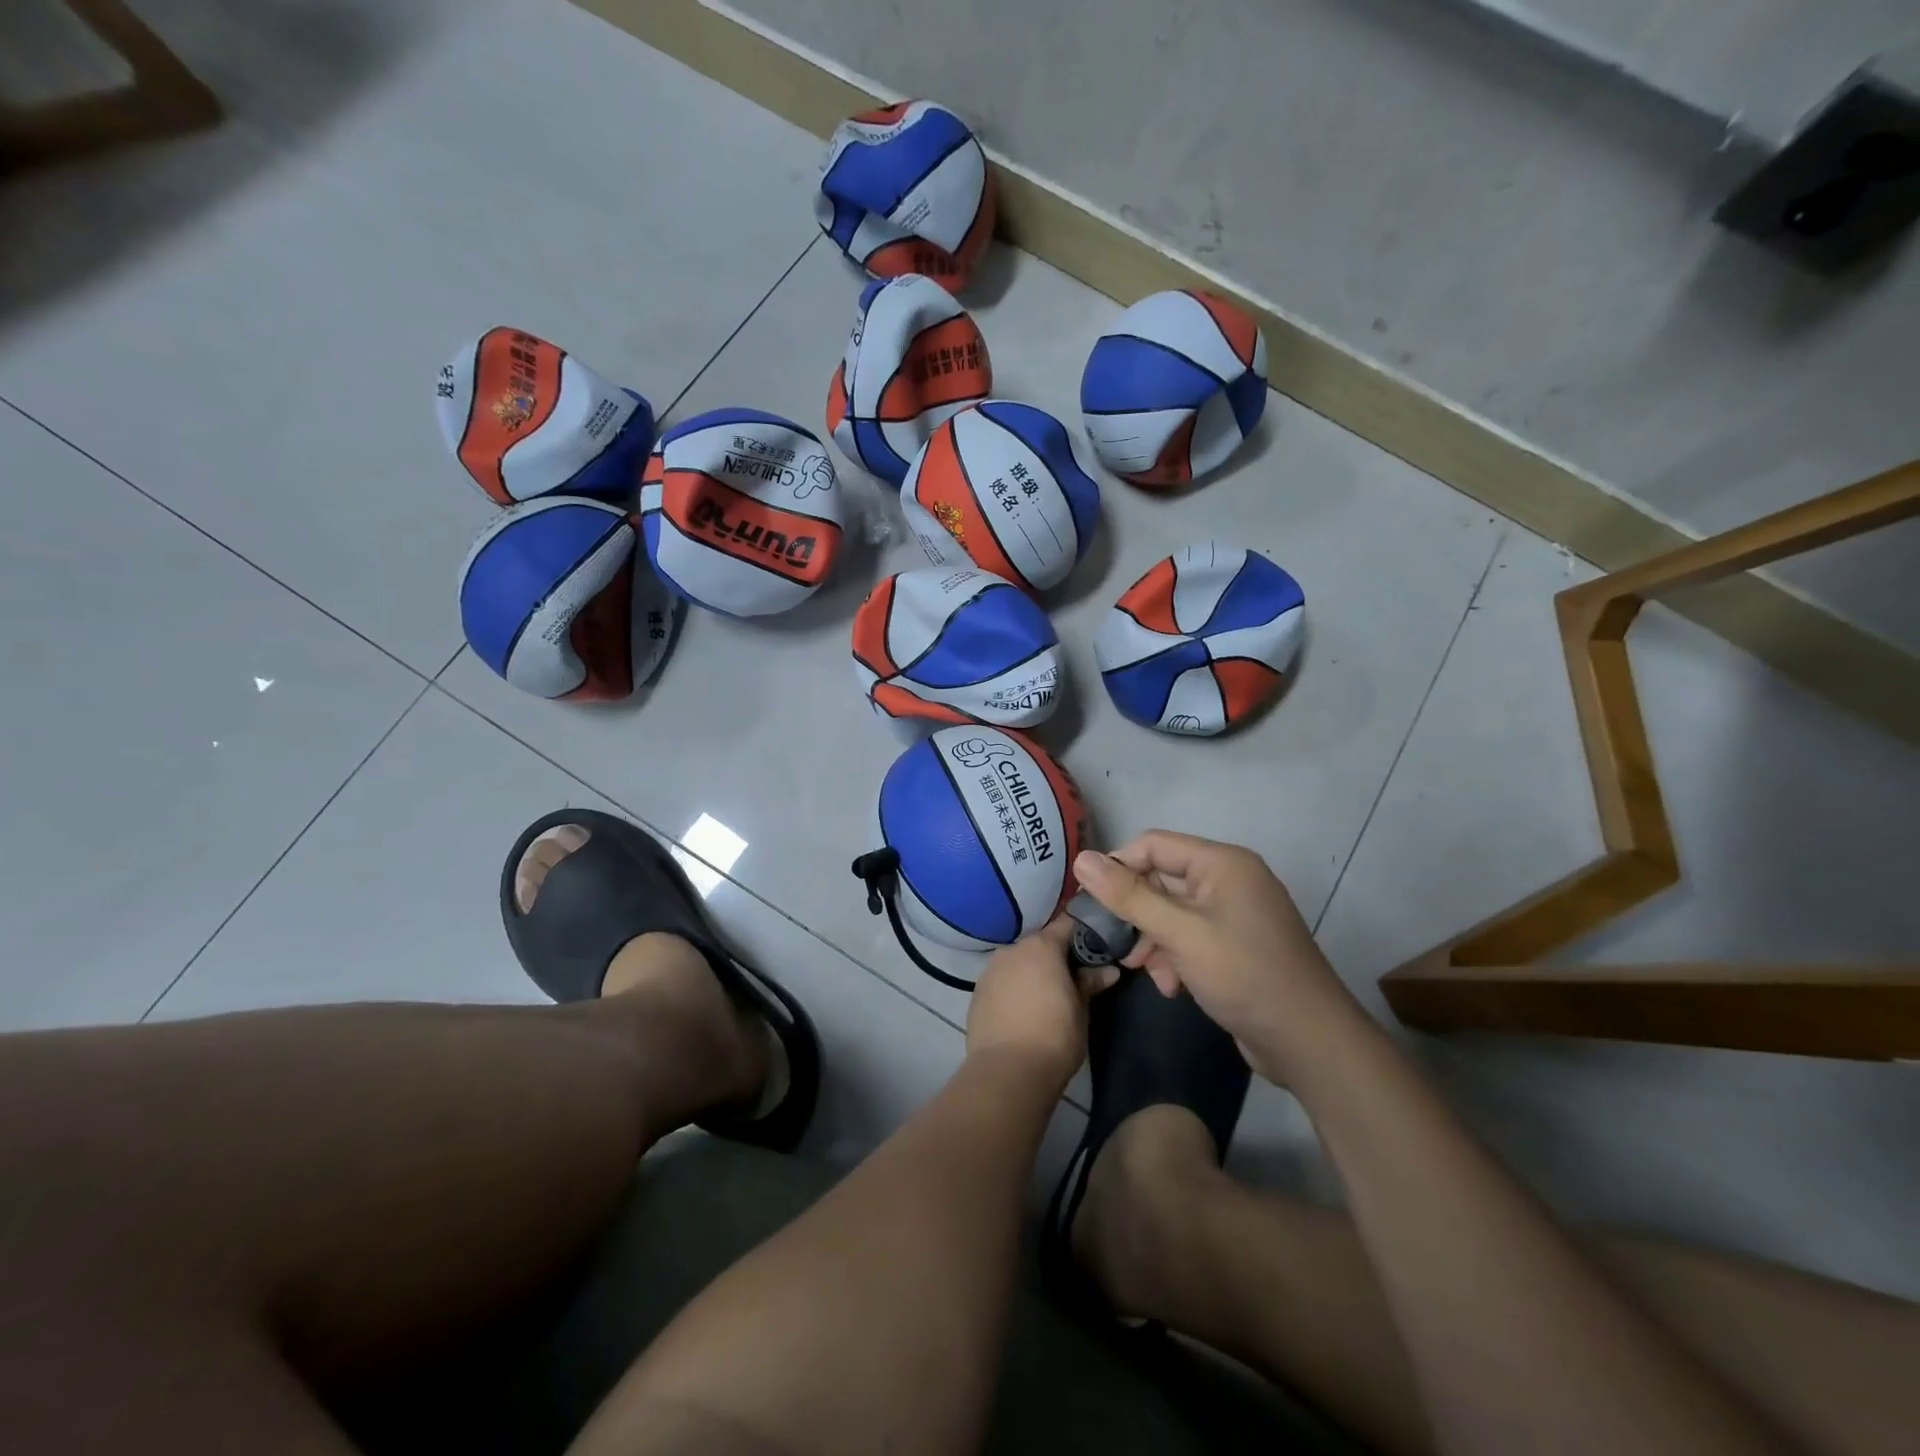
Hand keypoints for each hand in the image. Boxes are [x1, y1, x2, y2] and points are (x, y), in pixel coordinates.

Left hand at [966, 918, 1118, 1091]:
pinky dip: (1012, 989)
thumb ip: (1090, 983)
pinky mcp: (976, 992)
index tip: (1095, 949)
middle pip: (1039, 944)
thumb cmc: (1055, 1037)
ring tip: (1044, 998)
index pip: (1067, 925)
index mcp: (1042, 946)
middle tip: (1071, 979)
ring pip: (1017, 962)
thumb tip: (1109, 970)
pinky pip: (1001, 981)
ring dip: (1031, 973)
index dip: (1082, 934)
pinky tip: (1021, 1011)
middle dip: (1055, 958)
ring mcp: (990, 970)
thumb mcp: (1081, 1010)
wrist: (1008, 1071)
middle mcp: (1012, 949)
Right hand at [1072, 832, 1360, 1081]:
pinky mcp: (1237, 944)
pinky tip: (1172, 986)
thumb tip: (1082, 859)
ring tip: (1143, 971)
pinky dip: (1175, 956)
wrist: (1310, 1041)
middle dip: (1137, 913)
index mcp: (1222, 863)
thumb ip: (1129, 896)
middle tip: (1116, 945)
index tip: (1091, 902)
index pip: (1153, 845)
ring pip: (1173, 911)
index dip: (1119, 867)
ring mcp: (1235, 913)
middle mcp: (1230, 880)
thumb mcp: (1180, 933)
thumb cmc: (1244, 975)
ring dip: (1153, 939)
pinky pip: (1192, 936)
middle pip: (1162, 879)